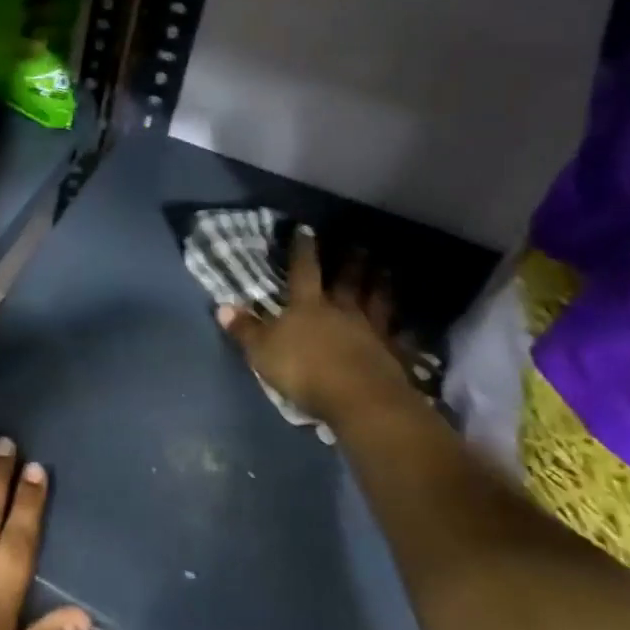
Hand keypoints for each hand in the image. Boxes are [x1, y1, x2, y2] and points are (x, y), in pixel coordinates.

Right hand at [217, 224, 413, 426]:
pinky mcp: (391, 354)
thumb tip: (222, 306)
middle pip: (347, 281)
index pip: (304, 271)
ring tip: (385, 269)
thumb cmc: (304, 370)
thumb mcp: (262, 351)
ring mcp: (370, 331)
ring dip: (380, 284)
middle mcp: (341, 311)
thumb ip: (245, 329)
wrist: (359, 399)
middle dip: (350, 261)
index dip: (303, 250)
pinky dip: (402, 327)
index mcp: (308, 306)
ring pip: (377, 300)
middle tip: (358, 244)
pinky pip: (397, 335)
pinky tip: (407, 324)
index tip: (306, 230)